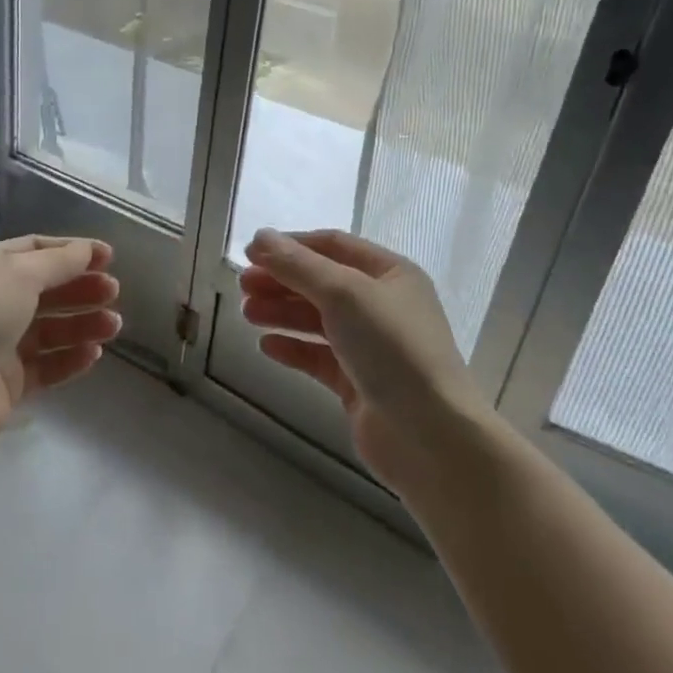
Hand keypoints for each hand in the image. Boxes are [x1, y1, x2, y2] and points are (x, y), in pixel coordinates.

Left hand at [0, 236, 120, 450]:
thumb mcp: (18, 274)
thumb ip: (58, 262)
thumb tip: (87, 250)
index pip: (33, 250)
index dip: (71, 251)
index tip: (108, 256)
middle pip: (44, 290)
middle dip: (80, 288)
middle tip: (114, 292)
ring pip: (49, 330)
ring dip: (82, 324)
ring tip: (114, 325)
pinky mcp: (7, 383)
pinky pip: (46, 365)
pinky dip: (70, 358)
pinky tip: (94, 353)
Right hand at [241, 228, 486, 489]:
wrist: (430, 435)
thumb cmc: (392, 348)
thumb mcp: (344, 293)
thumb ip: (298, 265)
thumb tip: (260, 237)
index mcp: (391, 274)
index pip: (333, 246)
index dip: (291, 246)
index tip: (250, 253)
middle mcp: (383, 305)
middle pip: (322, 283)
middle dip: (282, 281)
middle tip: (242, 286)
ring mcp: (372, 347)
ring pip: (318, 320)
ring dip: (282, 312)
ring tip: (247, 314)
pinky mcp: (359, 384)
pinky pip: (319, 357)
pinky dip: (293, 348)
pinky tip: (266, 346)